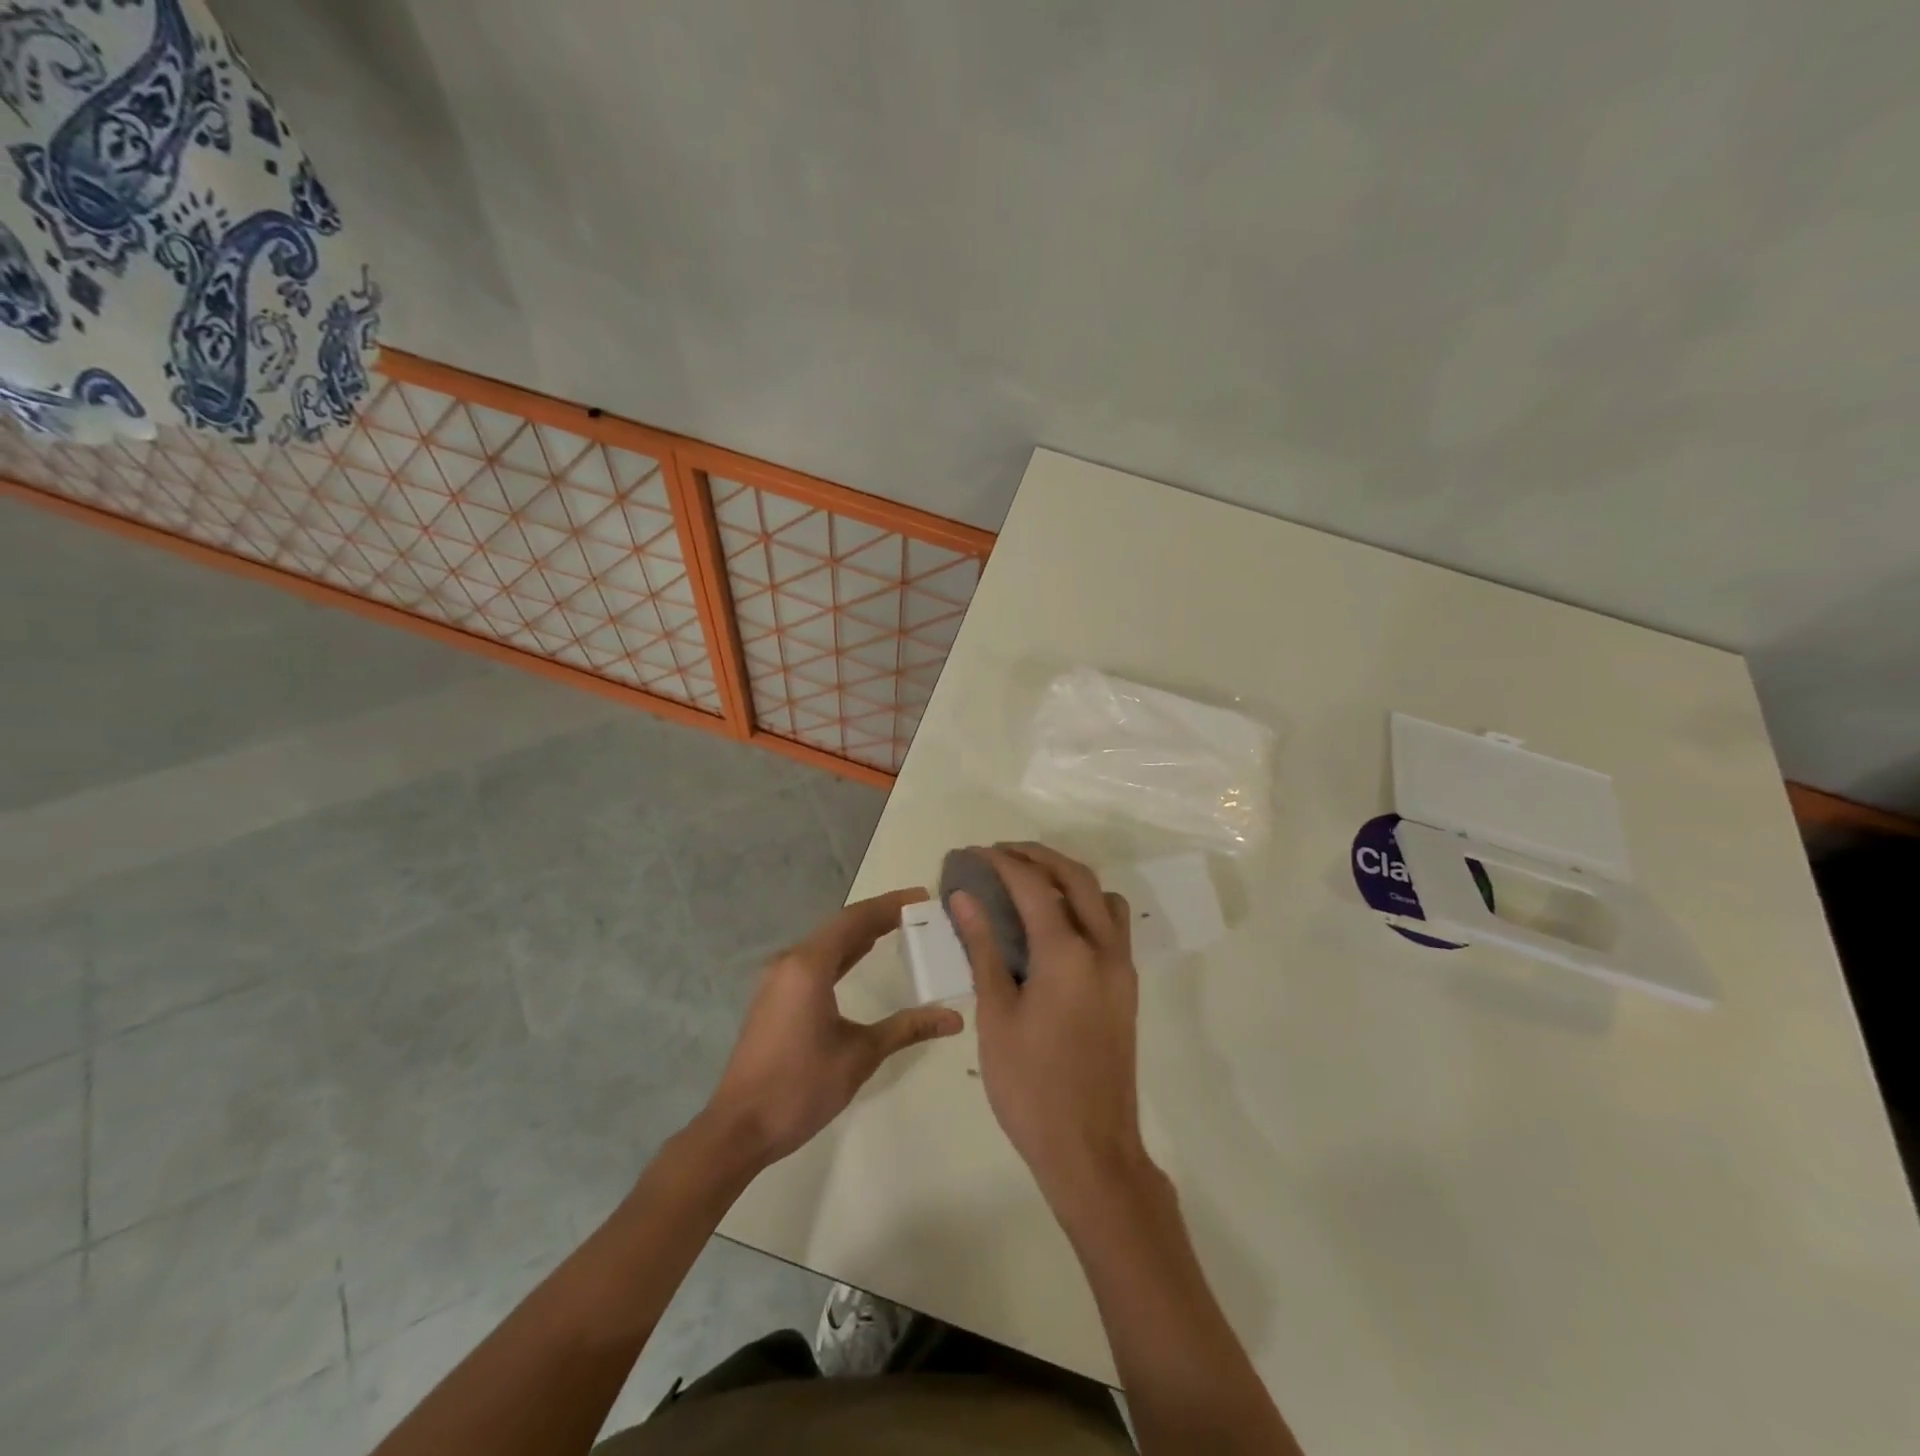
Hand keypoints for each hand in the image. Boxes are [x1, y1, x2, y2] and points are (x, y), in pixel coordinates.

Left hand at [703, 888, 962, 1166]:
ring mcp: (778, 979)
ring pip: (826, 943)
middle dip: (878, 916)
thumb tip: (954, 1018)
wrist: (740, 1128)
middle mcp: (790, 962)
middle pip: (840, 926)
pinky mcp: (774, 997)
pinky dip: (842, 953)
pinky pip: (814, 961)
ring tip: (897, 926)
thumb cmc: (801, 1087)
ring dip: (859, 933)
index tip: (922, 897)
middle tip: (917, 912)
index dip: (890, 905)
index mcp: (809, 966)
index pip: (855, 920)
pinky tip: (860, 956)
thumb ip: (907, 1028)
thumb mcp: (860, 1055)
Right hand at [950, 844, 1159, 1216]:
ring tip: (1030, 882)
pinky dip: (1086, 905)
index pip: (1033, 886)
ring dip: (1068, 877)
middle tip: (1000, 854)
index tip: (973, 853)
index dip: (1001, 862)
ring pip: (1102, 897)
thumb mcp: (996, 1017)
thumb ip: (984, 949)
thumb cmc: (1031, 1087)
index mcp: (1067, 954)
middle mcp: (1103, 949)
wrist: (1091, 1150)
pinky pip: (1112, 924)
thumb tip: (965, 899)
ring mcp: (1122, 968)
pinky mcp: (1127, 987)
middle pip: (1076, 877)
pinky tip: (1055, 925)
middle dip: (1037, 856)